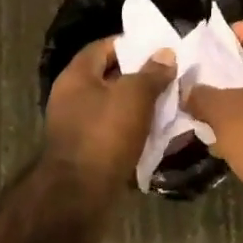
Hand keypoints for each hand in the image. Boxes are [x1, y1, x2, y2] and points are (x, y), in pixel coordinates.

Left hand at [43, 38, 175, 221]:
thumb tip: (165, 53)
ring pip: (115, 106)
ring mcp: (78, 127)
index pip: (104, 47)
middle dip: (141, 76)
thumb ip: (152, 72)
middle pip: (110, 77)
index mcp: (77, 76)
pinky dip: (135, 130)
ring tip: (170, 103)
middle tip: (170, 76)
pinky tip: (158, 132)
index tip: (159, 48)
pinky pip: (115, 132)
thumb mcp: (134, 96)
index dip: (131, 44)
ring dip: (140, 106)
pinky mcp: (88, 153)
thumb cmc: (104, 135)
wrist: (78, 198)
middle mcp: (72, 98)